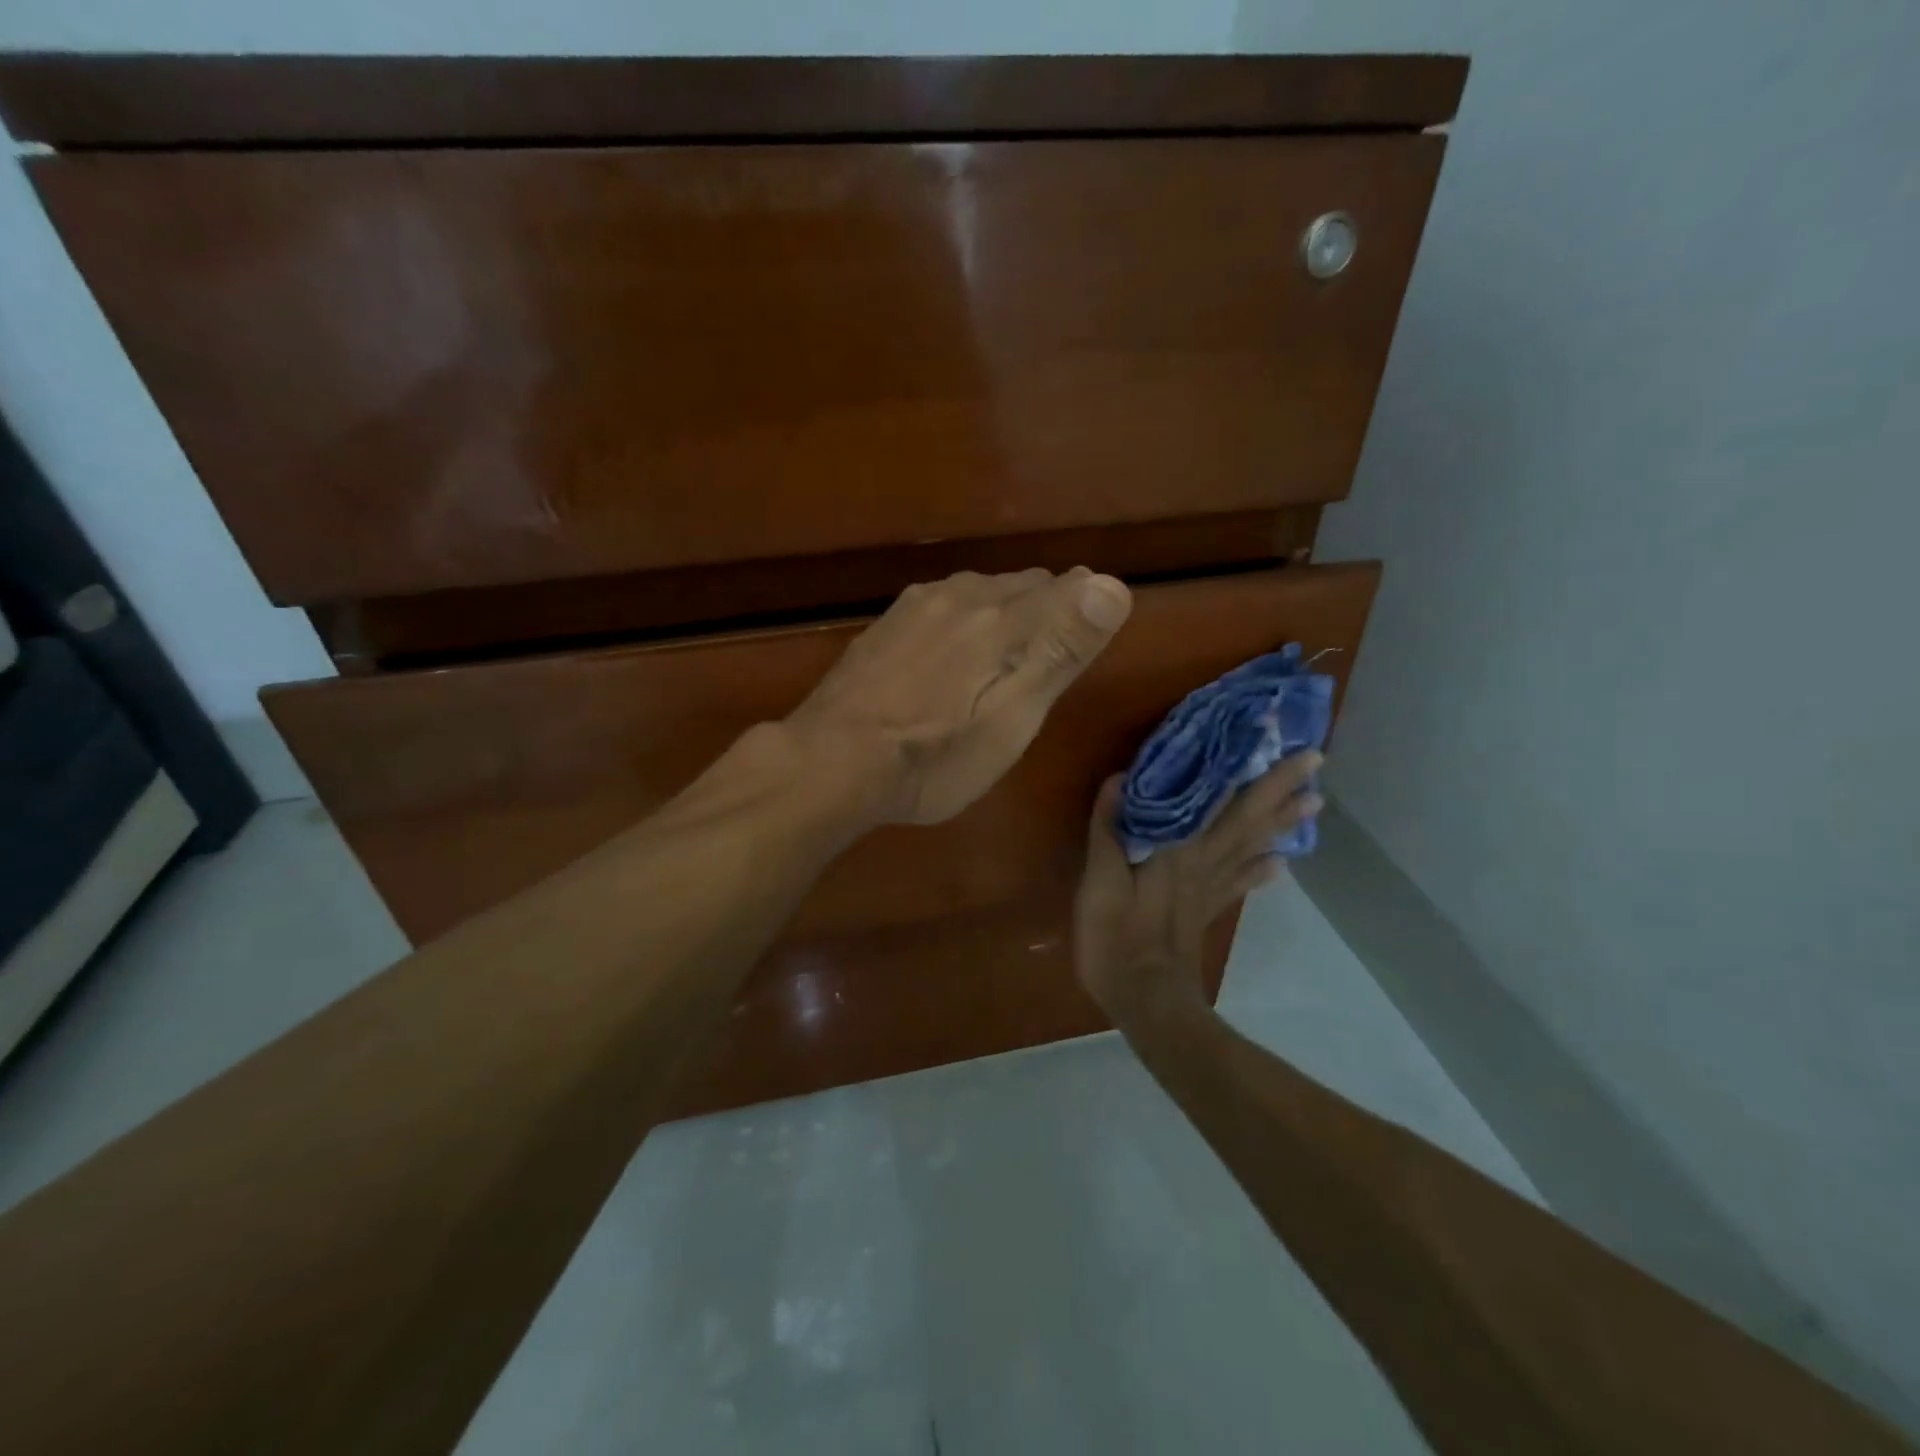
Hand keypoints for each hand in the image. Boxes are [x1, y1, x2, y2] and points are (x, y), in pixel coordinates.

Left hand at [786, 568, 1132, 824]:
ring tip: (1006, 645)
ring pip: (979, 590)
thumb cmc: (936, 756)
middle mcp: (961, 597)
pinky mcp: (885, 625)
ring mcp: (916, 607)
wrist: (833, 760)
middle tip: (1055, 646)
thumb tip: (1112, 584)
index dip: (1087, 605)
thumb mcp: (1012, 718)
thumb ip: (1060, 649)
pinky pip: (941, 604)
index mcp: (1002, 619)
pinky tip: (950, 647)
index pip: (1066, 589)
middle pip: (1022, 585)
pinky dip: (961, 618)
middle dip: (1047, 606)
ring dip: (1003, 608)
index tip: (1094, 629)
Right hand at [1073, 754, 1322, 1021]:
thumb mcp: (1100, 884)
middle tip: (1315, 761)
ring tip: (1312, 802)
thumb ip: (1109, 831)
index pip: (1224, 802)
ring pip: (1252, 846)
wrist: (1145, 1000)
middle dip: (1281, 788)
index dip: (1255, 772)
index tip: (1282, 743)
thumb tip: (1120, 778)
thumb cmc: (1117, 939)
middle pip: (1248, 819)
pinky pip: (1240, 881)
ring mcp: (1209, 888)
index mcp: (1180, 850)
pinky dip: (1261, 868)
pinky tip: (1282, 861)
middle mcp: (1204, 862)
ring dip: (1281, 822)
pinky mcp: (1207, 909)